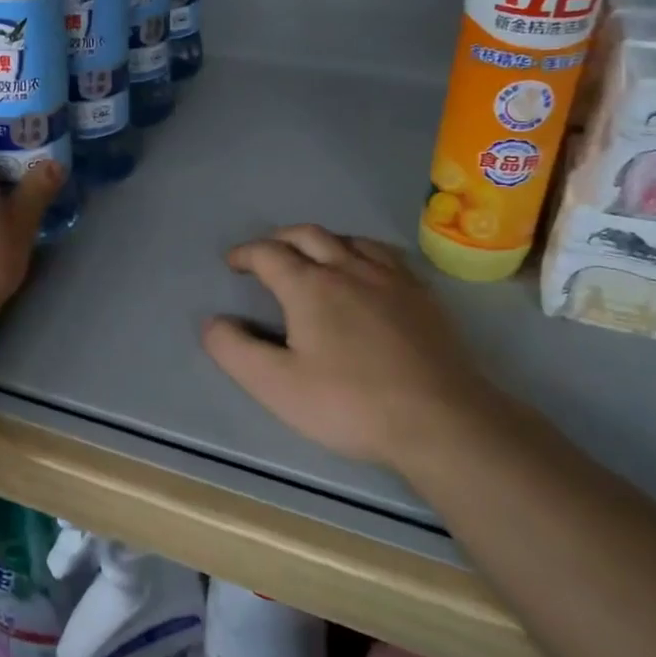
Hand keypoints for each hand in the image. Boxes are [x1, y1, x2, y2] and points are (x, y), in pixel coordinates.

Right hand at [201, 225, 489, 467]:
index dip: (245, 254)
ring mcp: (391, 278)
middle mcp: (349, 268)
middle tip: (266, 253)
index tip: (233, 263)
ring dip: (321, 240)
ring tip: (312, 256)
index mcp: (310, 286)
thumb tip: (213, 322)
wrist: (442, 421)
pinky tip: (366, 271)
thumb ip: (236, 350)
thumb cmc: (351, 404)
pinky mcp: (422, 295)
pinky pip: (385, 254)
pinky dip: (361, 251)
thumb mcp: (277, 385)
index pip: (268, 254)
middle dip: (280, 239)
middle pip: (308, 235)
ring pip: (348, 239)